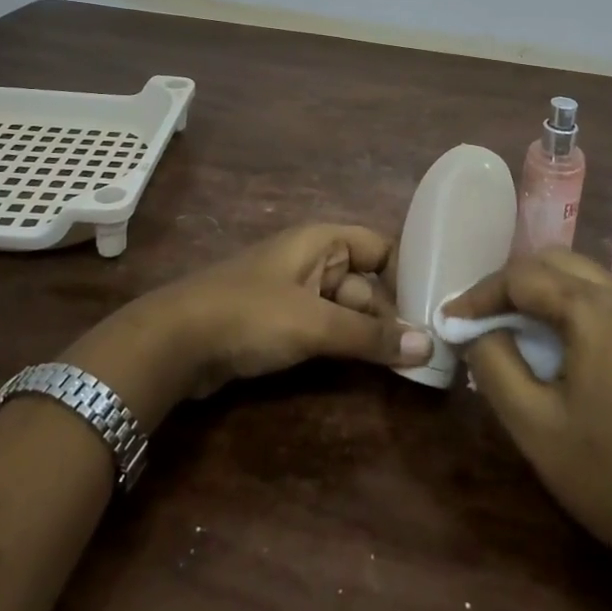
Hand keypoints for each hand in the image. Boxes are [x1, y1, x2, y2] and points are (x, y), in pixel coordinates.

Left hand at [128, 224, 433, 398]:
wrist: (175, 342)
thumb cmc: (249, 315)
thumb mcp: (314, 323)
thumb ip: (369, 336)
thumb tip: (427, 346)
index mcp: (322, 241)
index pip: (380, 247)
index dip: (407, 273)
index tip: (436, 309)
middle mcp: (313, 260)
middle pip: (366, 283)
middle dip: (391, 315)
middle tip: (428, 354)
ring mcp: (296, 293)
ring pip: (347, 310)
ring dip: (370, 336)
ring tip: (409, 366)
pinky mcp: (281, 323)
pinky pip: (326, 328)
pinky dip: (345, 345)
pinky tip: (368, 369)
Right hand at [444, 248, 611, 570]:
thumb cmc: (609, 478)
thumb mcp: (533, 425)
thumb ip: (493, 364)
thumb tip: (473, 330)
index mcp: (598, 312)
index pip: (523, 276)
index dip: (480, 295)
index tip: (449, 321)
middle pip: (552, 262)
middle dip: (508, 285)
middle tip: (476, 320)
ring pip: (576, 274)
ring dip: (535, 291)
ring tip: (503, 327)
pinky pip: (596, 296)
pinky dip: (562, 304)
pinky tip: (544, 340)